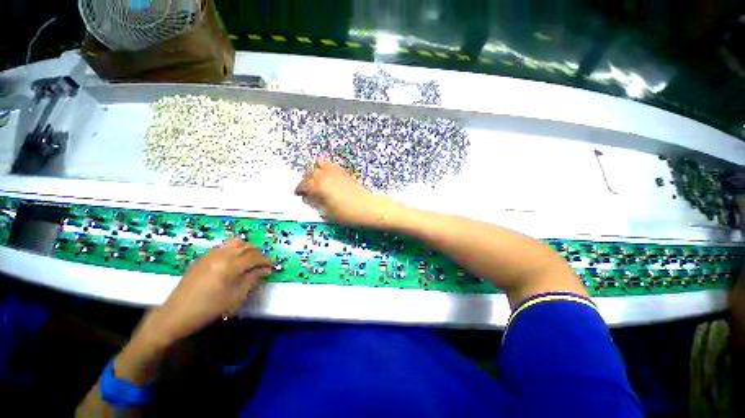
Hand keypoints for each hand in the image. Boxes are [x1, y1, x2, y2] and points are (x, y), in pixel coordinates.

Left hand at [145, 238, 272, 344]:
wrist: (176, 314)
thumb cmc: (209, 309)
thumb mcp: (235, 297)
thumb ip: (252, 279)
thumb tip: (266, 270)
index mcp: (230, 266)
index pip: (255, 257)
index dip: (266, 260)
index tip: (272, 266)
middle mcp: (221, 255)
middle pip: (247, 247)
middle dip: (258, 254)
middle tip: (262, 265)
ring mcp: (211, 254)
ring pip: (236, 243)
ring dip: (246, 249)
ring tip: (249, 260)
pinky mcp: (203, 257)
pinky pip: (224, 246)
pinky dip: (234, 249)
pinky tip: (234, 261)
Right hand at [294, 157, 398, 226]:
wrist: (367, 208)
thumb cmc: (346, 214)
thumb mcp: (327, 213)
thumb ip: (315, 203)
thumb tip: (308, 197)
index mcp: (318, 186)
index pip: (303, 184)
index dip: (298, 190)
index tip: (298, 194)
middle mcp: (324, 175)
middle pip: (309, 173)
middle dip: (305, 181)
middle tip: (307, 190)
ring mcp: (335, 171)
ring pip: (318, 164)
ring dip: (314, 171)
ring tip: (317, 181)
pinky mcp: (343, 171)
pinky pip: (330, 164)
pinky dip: (325, 168)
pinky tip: (327, 177)